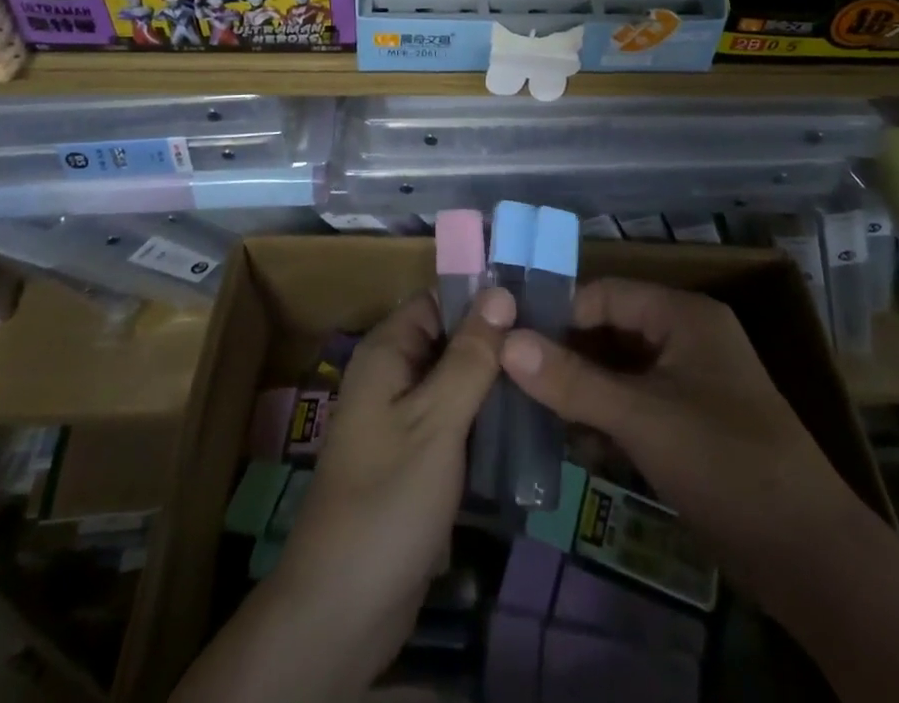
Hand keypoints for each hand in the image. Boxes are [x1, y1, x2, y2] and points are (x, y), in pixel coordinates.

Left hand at [171, 288, 514, 702]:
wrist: (343, 608)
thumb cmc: (389, 498)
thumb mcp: (437, 420)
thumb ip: (470, 356)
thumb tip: (501, 291)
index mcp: (387, 352)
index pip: (438, 301)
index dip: (482, 298)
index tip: (536, 301)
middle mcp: (392, 376)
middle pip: (450, 340)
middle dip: (496, 344)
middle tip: (555, 345)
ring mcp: (403, 420)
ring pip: (457, 383)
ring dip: (495, 384)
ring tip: (552, 381)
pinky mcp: (416, 459)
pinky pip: (455, 422)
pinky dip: (485, 421)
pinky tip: (529, 426)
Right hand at [499, 278, 860, 605]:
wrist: (811, 559)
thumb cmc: (726, 464)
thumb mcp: (642, 418)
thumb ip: (572, 380)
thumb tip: (506, 341)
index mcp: (682, 315)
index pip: (603, 295)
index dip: (558, 315)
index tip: (509, 342)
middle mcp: (685, 338)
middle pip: (609, 332)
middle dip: (565, 357)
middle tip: (512, 382)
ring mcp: (689, 384)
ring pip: (618, 372)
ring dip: (581, 392)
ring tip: (532, 414)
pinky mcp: (689, 426)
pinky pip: (634, 406)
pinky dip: (605, 420)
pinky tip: (573, 446)